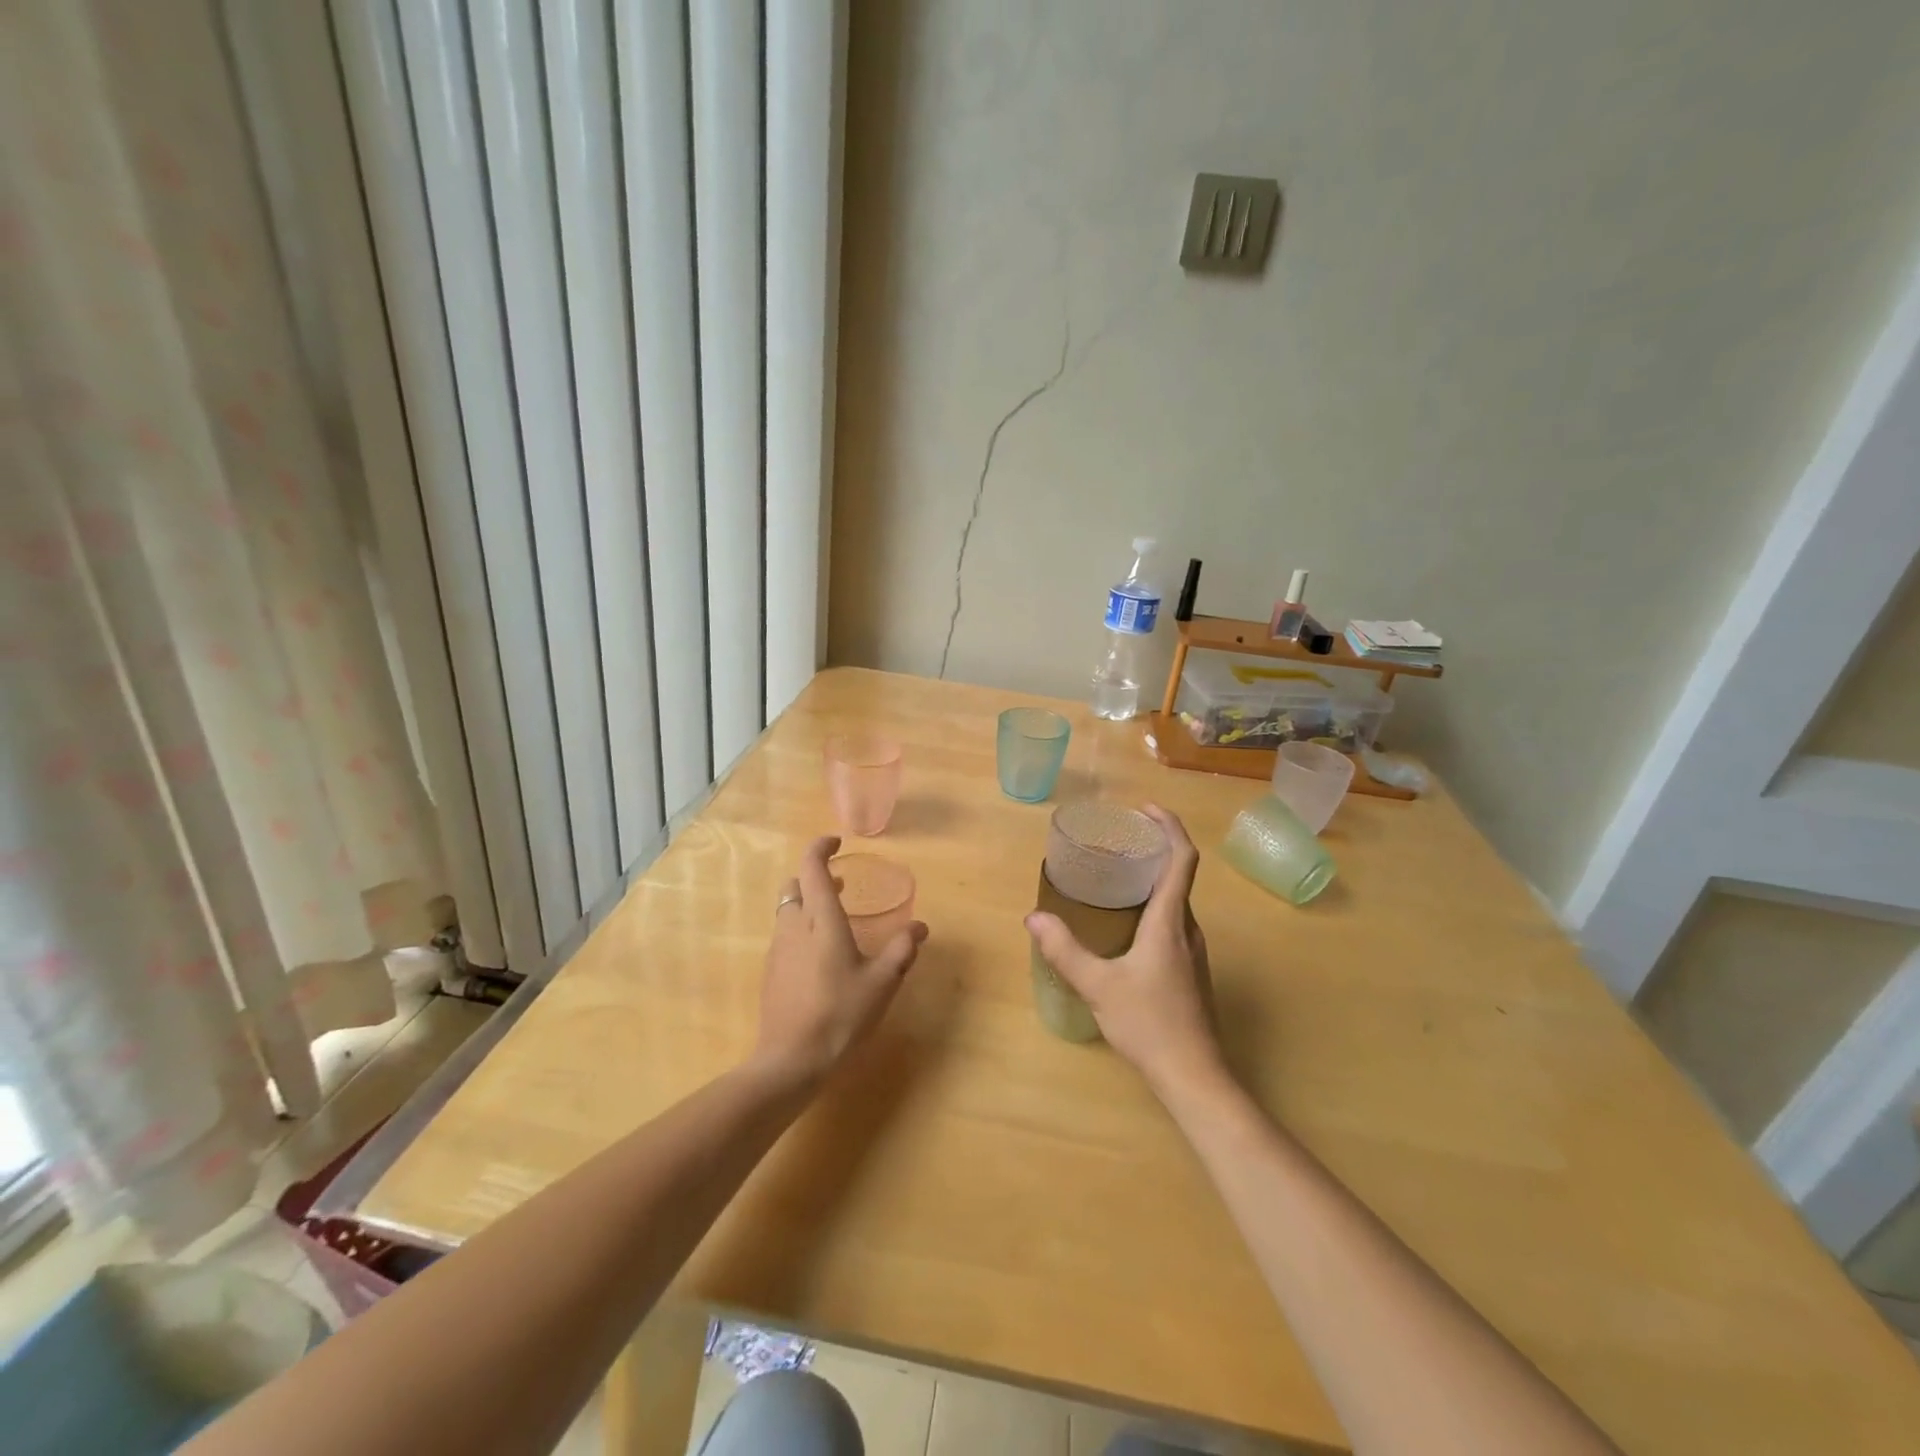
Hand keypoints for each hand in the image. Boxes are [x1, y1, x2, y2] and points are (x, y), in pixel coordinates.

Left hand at [753, 836, 928, 1085]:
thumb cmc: (840, 1014)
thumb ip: (902, 950)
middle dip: (814, 876)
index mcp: (820, 920)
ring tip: (835, 920)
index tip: (837, 842)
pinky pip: (785, 936)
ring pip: (787, 911)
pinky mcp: (771, 973)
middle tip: (840, 884)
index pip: (812, 867)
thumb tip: (920, 927)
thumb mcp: (882, 982)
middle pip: (794, 886)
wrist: (790, 1061)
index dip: (821, 847)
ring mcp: (777, 950)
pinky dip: (801, 930)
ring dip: (807, 904)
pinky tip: (821, 957)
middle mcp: (794, 927)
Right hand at [1025, 805, 1223, 1094]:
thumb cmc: (1149, 1024)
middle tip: (1118, 839)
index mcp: (1169, 922)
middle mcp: (1187, 929)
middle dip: (1154, 848)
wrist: (1194, 1076)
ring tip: (1117, 875)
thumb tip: (1034, 918)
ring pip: (1176, 901)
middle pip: (1179, 875)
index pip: (1182, 858)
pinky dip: (1153, 905)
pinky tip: (1124, 924)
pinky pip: (1173, 922)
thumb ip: (1065, 950)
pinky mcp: (1189, 971)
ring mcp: (1192, 952)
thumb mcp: (1098, 985)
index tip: (1144, 809)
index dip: (1168, 827)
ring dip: (1153, 878)